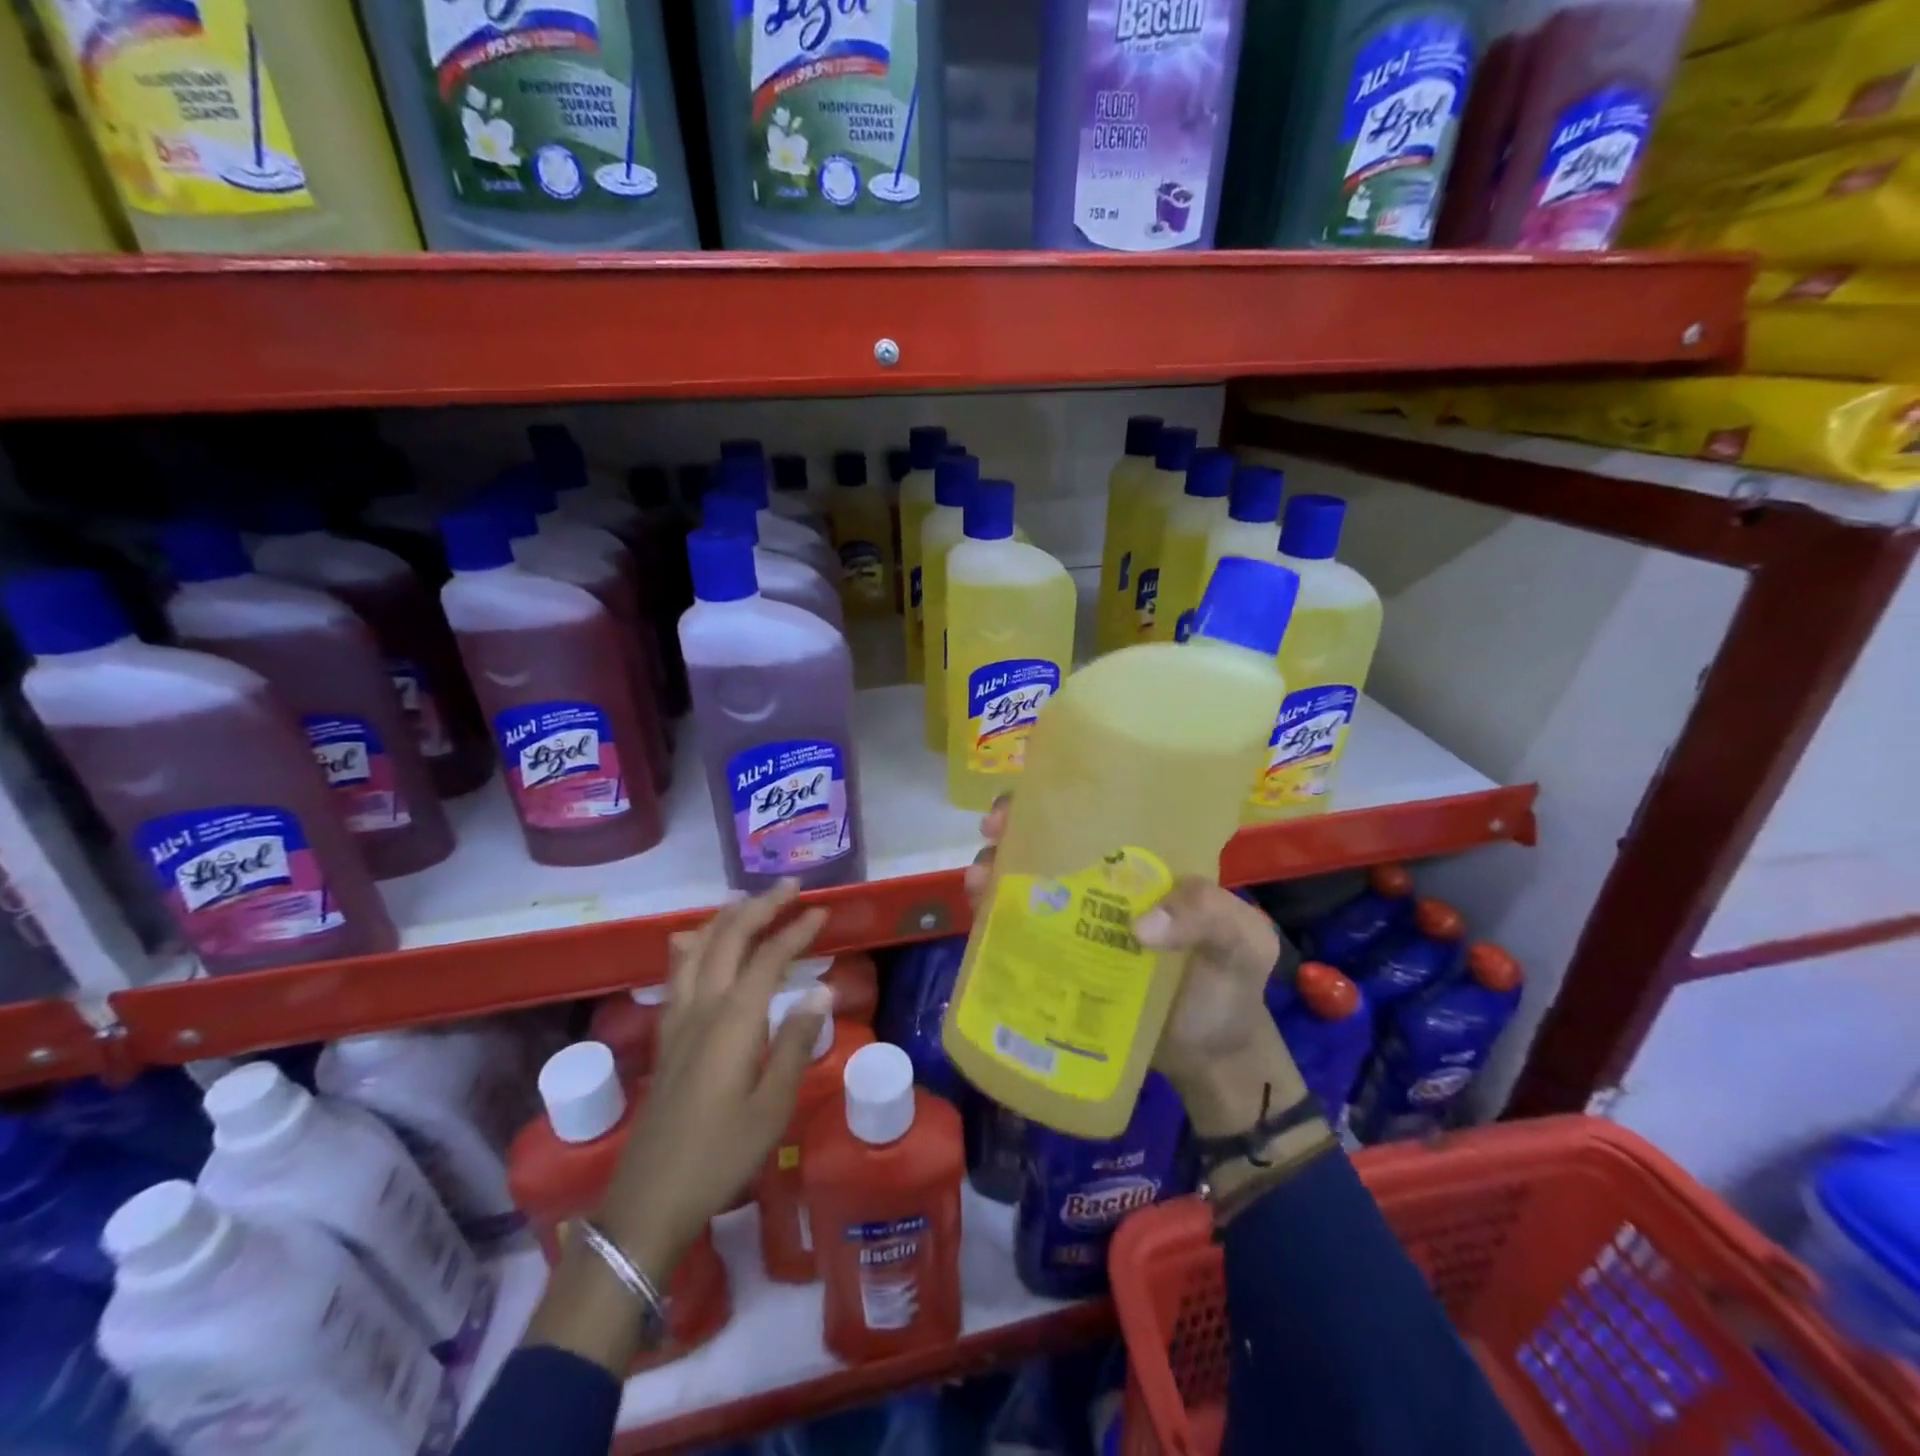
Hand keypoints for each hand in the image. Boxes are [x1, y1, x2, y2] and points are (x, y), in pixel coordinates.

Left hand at [528, 881, 832, 1372]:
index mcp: (733, 1020)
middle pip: (729, 937)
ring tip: (751, 902)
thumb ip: (797, 1043)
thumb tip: (823, 992)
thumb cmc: (721, 1155)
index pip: (769, 957)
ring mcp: (677, 1018)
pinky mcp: (665, 1035)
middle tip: (791, 887)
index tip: (822, 911)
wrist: (649, 1200)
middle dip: (761, 906)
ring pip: (699, 947)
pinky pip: (678, 972)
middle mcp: (702, 1006)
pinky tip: (694, 942)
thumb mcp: (773, 1106)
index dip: (797, 930)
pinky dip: (694, 944)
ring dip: (727, 918)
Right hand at [964, 797, 1305, 1137]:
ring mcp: (1076, 924)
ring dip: (994, 874)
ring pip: (1025, 885)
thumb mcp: (1242, 942)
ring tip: (980, 884)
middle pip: (1047, 843)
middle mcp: (1102, 884)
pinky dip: (994, 922)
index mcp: (1143, 862)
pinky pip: (1020, 934)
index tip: (1026, 804)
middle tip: (993, 838)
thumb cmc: (1230, 986)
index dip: (1055, 800)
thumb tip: (1140, 927)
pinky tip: (981, 923)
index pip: (1096, 814)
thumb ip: (1212, 917)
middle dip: (1012, 831)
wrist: (1213, 1058)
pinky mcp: (1060, 964)